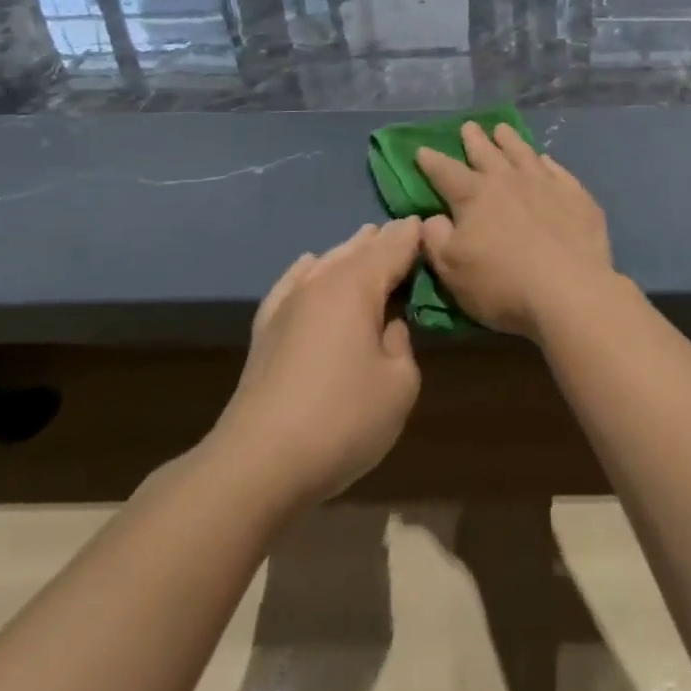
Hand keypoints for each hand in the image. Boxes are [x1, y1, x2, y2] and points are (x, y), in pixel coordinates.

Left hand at [211, 219, 423, 508]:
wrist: (257, 464)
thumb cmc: (341, 420)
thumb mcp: (399, 385)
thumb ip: (402, 345)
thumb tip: (387, 327)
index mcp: (357, 286)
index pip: (394, 246)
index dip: (415, 235)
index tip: (432, 226)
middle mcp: (321, 282)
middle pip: (359, 249)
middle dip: (383, 240)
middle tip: (405, 232)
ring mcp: (288, 304)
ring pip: (327, 261)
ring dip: (350, 251)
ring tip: (367, 239)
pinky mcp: (266, 330)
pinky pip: (292, 284)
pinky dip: (308, 270)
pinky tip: (310, 265)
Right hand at [415, 123, 615, 338]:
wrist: (569, 290)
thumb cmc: (502, 284)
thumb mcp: (452, 270)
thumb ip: (436, 239)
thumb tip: (432, 218)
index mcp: (474, 196)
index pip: (445, 172)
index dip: (431, 161)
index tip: (422, 149)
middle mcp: (508, 180)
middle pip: (486, 152)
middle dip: (474, 139)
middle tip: (469, 126)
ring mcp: (545, 184)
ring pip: (522, 152)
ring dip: (510, 140)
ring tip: (502, 129)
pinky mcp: (575, 195)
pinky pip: (557, 170)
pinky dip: (547, 162)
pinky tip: (545, 159)